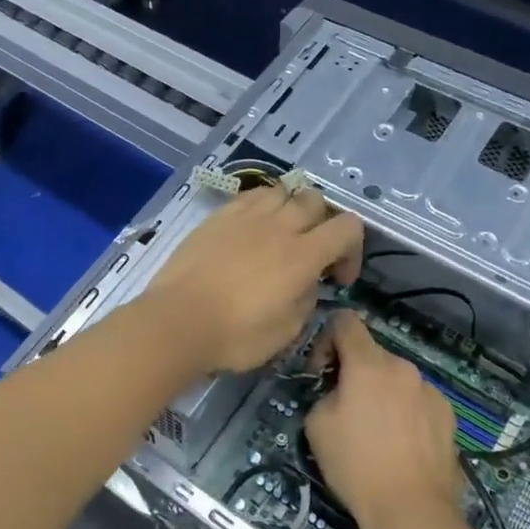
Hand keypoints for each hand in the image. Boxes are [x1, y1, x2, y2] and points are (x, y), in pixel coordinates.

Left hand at [142, 186, 362, 373]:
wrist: (177, 321)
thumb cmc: (235, 336)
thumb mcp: (286, 331)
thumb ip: (306, 300)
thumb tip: (306, 284)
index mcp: (303, 255)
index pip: (348, 227)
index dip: (352, 250)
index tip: (337, 278)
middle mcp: (278, 226)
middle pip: (315, 200)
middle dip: (322, 224)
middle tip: (311, 253)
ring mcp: (244, 216)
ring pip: (282, 192)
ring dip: (290, 210)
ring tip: (279, 236)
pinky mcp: (217, 217)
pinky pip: (249, 197)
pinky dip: (260, 208)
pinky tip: (249, 232)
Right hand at [305, 312, 464, 528]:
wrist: (411, 510)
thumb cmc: (356, 465)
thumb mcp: (317, 425)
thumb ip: (324, 393)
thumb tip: (338, 391)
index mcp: (369, 364)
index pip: (345, 322)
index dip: (326, 339)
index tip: (321, 372)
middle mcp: (404, 368)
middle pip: (371, 354)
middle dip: (354, 372)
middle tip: (345, 408)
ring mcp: (431, 391)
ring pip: (396, 379)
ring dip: (381, 392)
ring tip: (376, 431)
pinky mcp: (449, 415)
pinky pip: (417, 400)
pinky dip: (404, 411)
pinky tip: (400, 444)